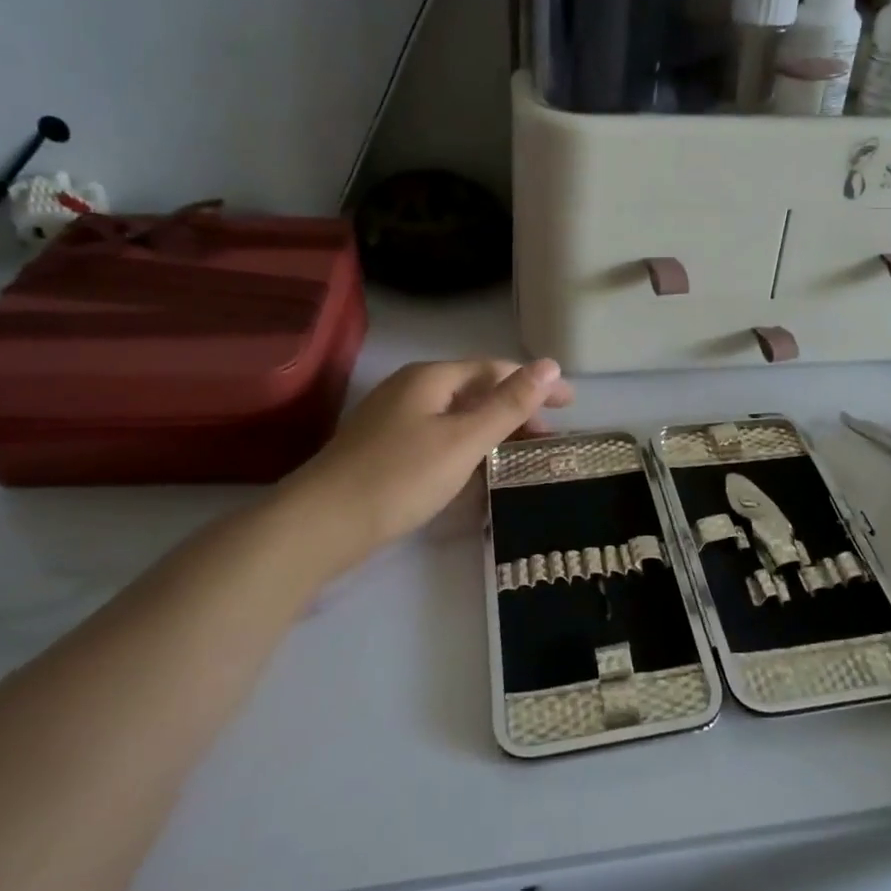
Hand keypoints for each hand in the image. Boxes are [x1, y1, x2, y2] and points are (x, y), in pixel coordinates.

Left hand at [288, 358, 573, 555]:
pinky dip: (468, 445)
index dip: (536, 383)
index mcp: (431, 378)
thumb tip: (551, 365)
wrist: (319, 526)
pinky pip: (439, 436)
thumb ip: (509, 404)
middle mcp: (411, 389)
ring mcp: (394, 419)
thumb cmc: (399, 477)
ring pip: (457, 415)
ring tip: (522, 452)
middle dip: (516, 408)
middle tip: (550, 436)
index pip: (496, 369)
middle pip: (476, 389)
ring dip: (493, 428)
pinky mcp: (384, 449)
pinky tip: (477, 468)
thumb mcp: (463, 440)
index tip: (571, 404)